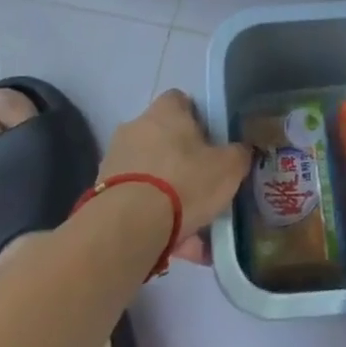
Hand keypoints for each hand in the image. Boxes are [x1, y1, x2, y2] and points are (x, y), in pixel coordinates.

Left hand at [99, 90, 251, 264]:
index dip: (199, 119)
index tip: (212, 142)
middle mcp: (136, 127)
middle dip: (184, 163)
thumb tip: (241, 150)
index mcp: (166, 112)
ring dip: (171, 197)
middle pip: (165, 140)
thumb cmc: (184, 182)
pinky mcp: (103, 193)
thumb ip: (239, 155)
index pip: (182, 101)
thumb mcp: (228, 168)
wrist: (128, 225)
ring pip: (153, 175)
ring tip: (195, 232)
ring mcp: (116, 160)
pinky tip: (177, 245)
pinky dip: (155, 219)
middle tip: (205, 188)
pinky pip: (139, 202)